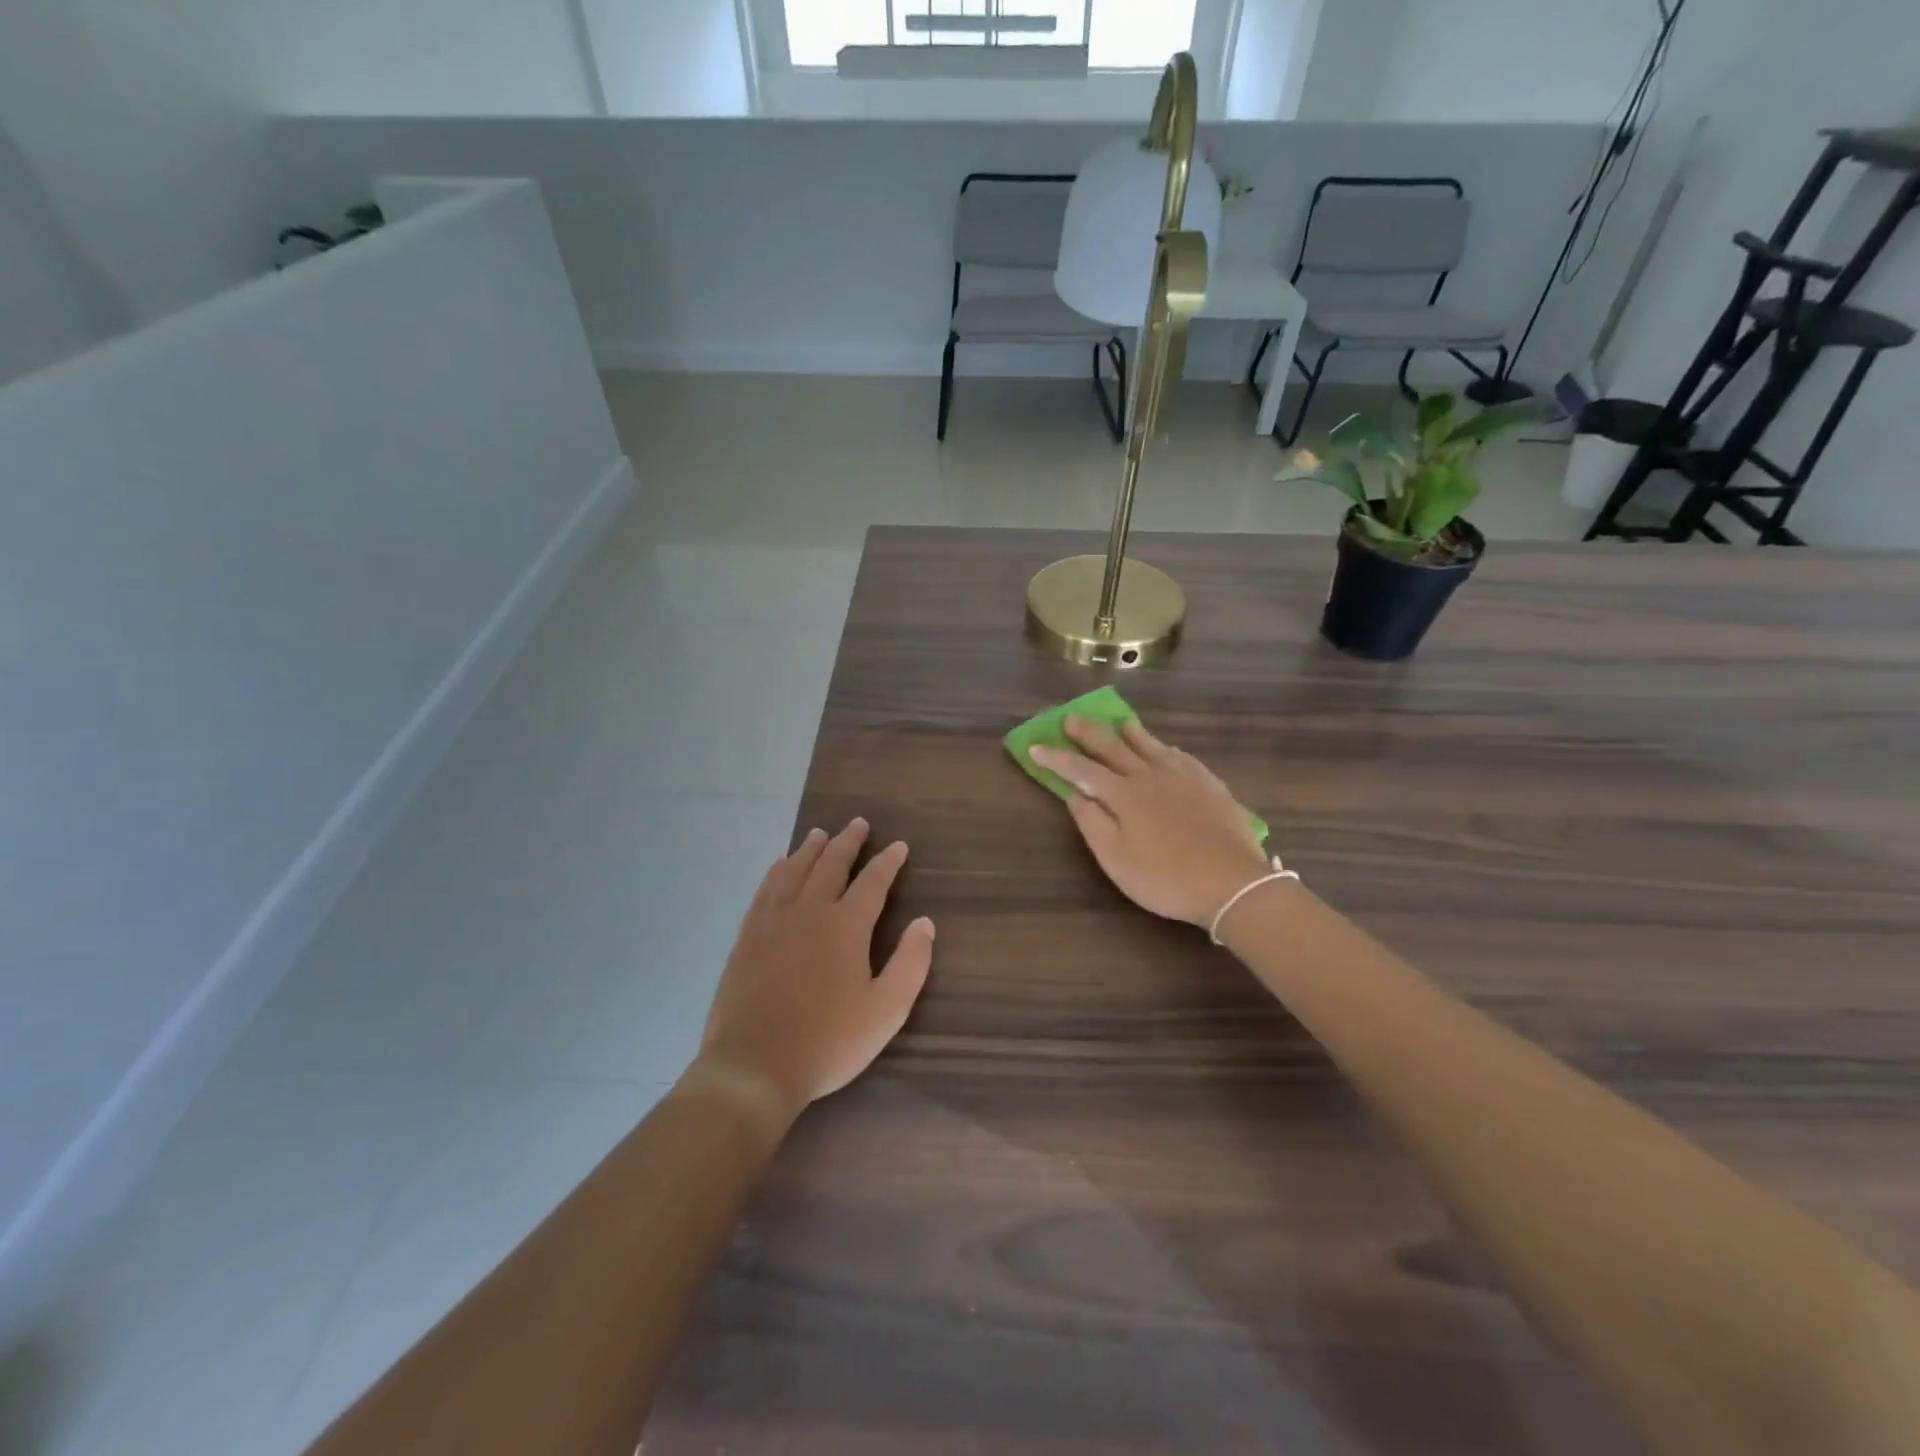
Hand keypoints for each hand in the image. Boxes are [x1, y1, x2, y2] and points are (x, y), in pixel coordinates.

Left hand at [697, 819, 935, 1121]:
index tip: (899, 846)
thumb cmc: (828, 1042)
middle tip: (858, 823)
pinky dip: (777, 870)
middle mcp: (809, 910)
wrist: (753, 1066)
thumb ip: (910, 963)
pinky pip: (765, 889)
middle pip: (831, 864)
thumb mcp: (886, 1011)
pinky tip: (779, 867)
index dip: (888, 862)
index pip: (873, 881)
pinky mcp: (748, 935)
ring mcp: (773, 920)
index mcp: (846, 925)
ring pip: (794, 870)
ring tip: (819, 834)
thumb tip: (924, 923)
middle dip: (848, 842)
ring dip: (810, 849)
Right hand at [1030, 717, 1271, 927]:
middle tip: (1071, 719)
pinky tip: (1166, 750)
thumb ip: (1092, 823)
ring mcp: (1183, 776)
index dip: (1056, 758)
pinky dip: (1164, 748)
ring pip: (1150, 745)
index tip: (1035, 747)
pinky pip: (1181, 756)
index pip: (1081, 770)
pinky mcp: (1209, 784)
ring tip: (1119, 722)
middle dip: (1088, 733)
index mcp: (1123, 794)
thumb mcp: (1116, 859)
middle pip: (1113, 747)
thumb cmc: (1165, 877)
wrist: (1231, 882)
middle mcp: (1150, 775)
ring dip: (1129, 732)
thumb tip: (1074, 794)